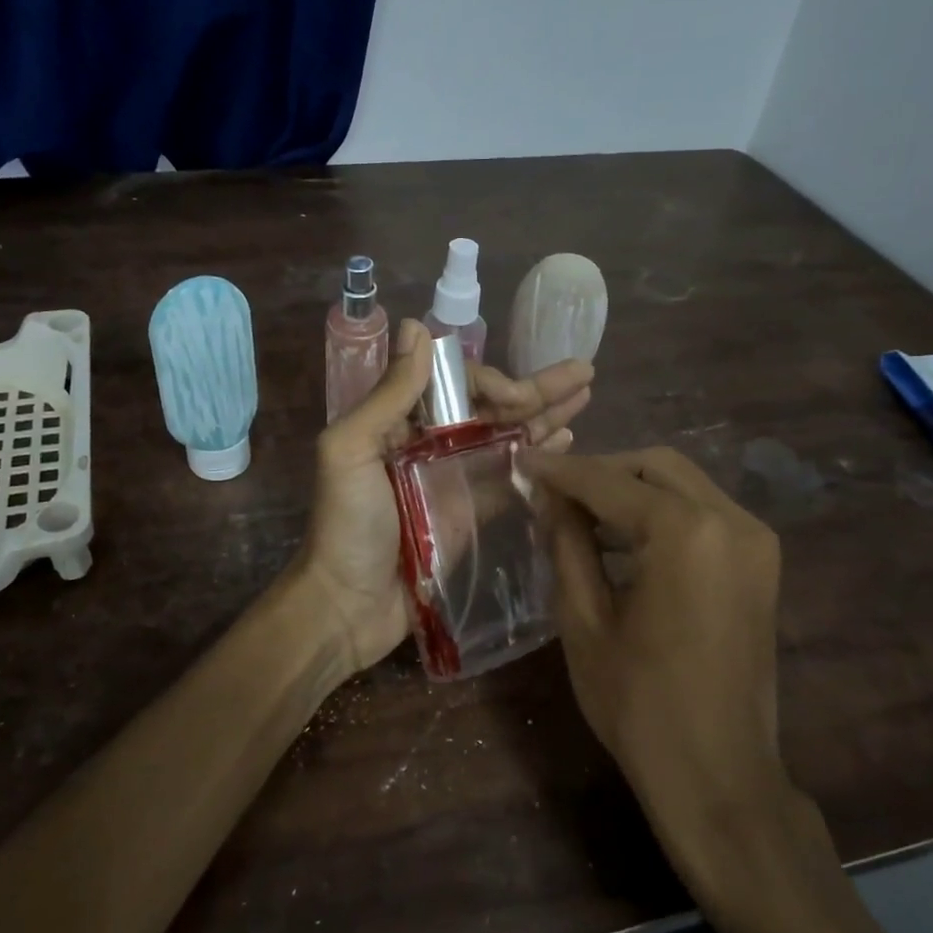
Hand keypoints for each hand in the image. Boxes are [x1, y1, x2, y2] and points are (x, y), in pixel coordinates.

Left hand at [298, 319, 593, 675]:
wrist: (348, 605)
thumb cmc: (346, 525)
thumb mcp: (350, 450)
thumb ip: (388, 395)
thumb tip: (416, 327)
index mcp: (400, 422)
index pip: (456, 385)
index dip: (491, 382)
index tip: (516, 396)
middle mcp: (430, 444)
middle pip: (490, 408)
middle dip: (535, 388)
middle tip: (584, 372)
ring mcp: (453, 480)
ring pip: (507, 438)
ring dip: (545, 416)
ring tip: (586, 397)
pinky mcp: (471, 515)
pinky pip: (509, 478)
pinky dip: (538, 458)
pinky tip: (568, 441)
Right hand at [527, 447, 788, 838]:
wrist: (717, 773)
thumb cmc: (638, 702)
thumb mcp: (583, 618)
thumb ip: (568, 543)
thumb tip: (551, 496)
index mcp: (685, 531)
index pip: (609, 481)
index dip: (560, 471)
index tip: (522, 462)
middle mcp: (731, 520)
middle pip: (655, 467)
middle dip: (600, 472)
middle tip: (552, 493)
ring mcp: (755, 541)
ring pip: (682, 485)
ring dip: (630, 490)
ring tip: (579, 515)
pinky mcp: (761, 563)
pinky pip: (703, 514)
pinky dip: (660, 513)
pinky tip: (623, 539)